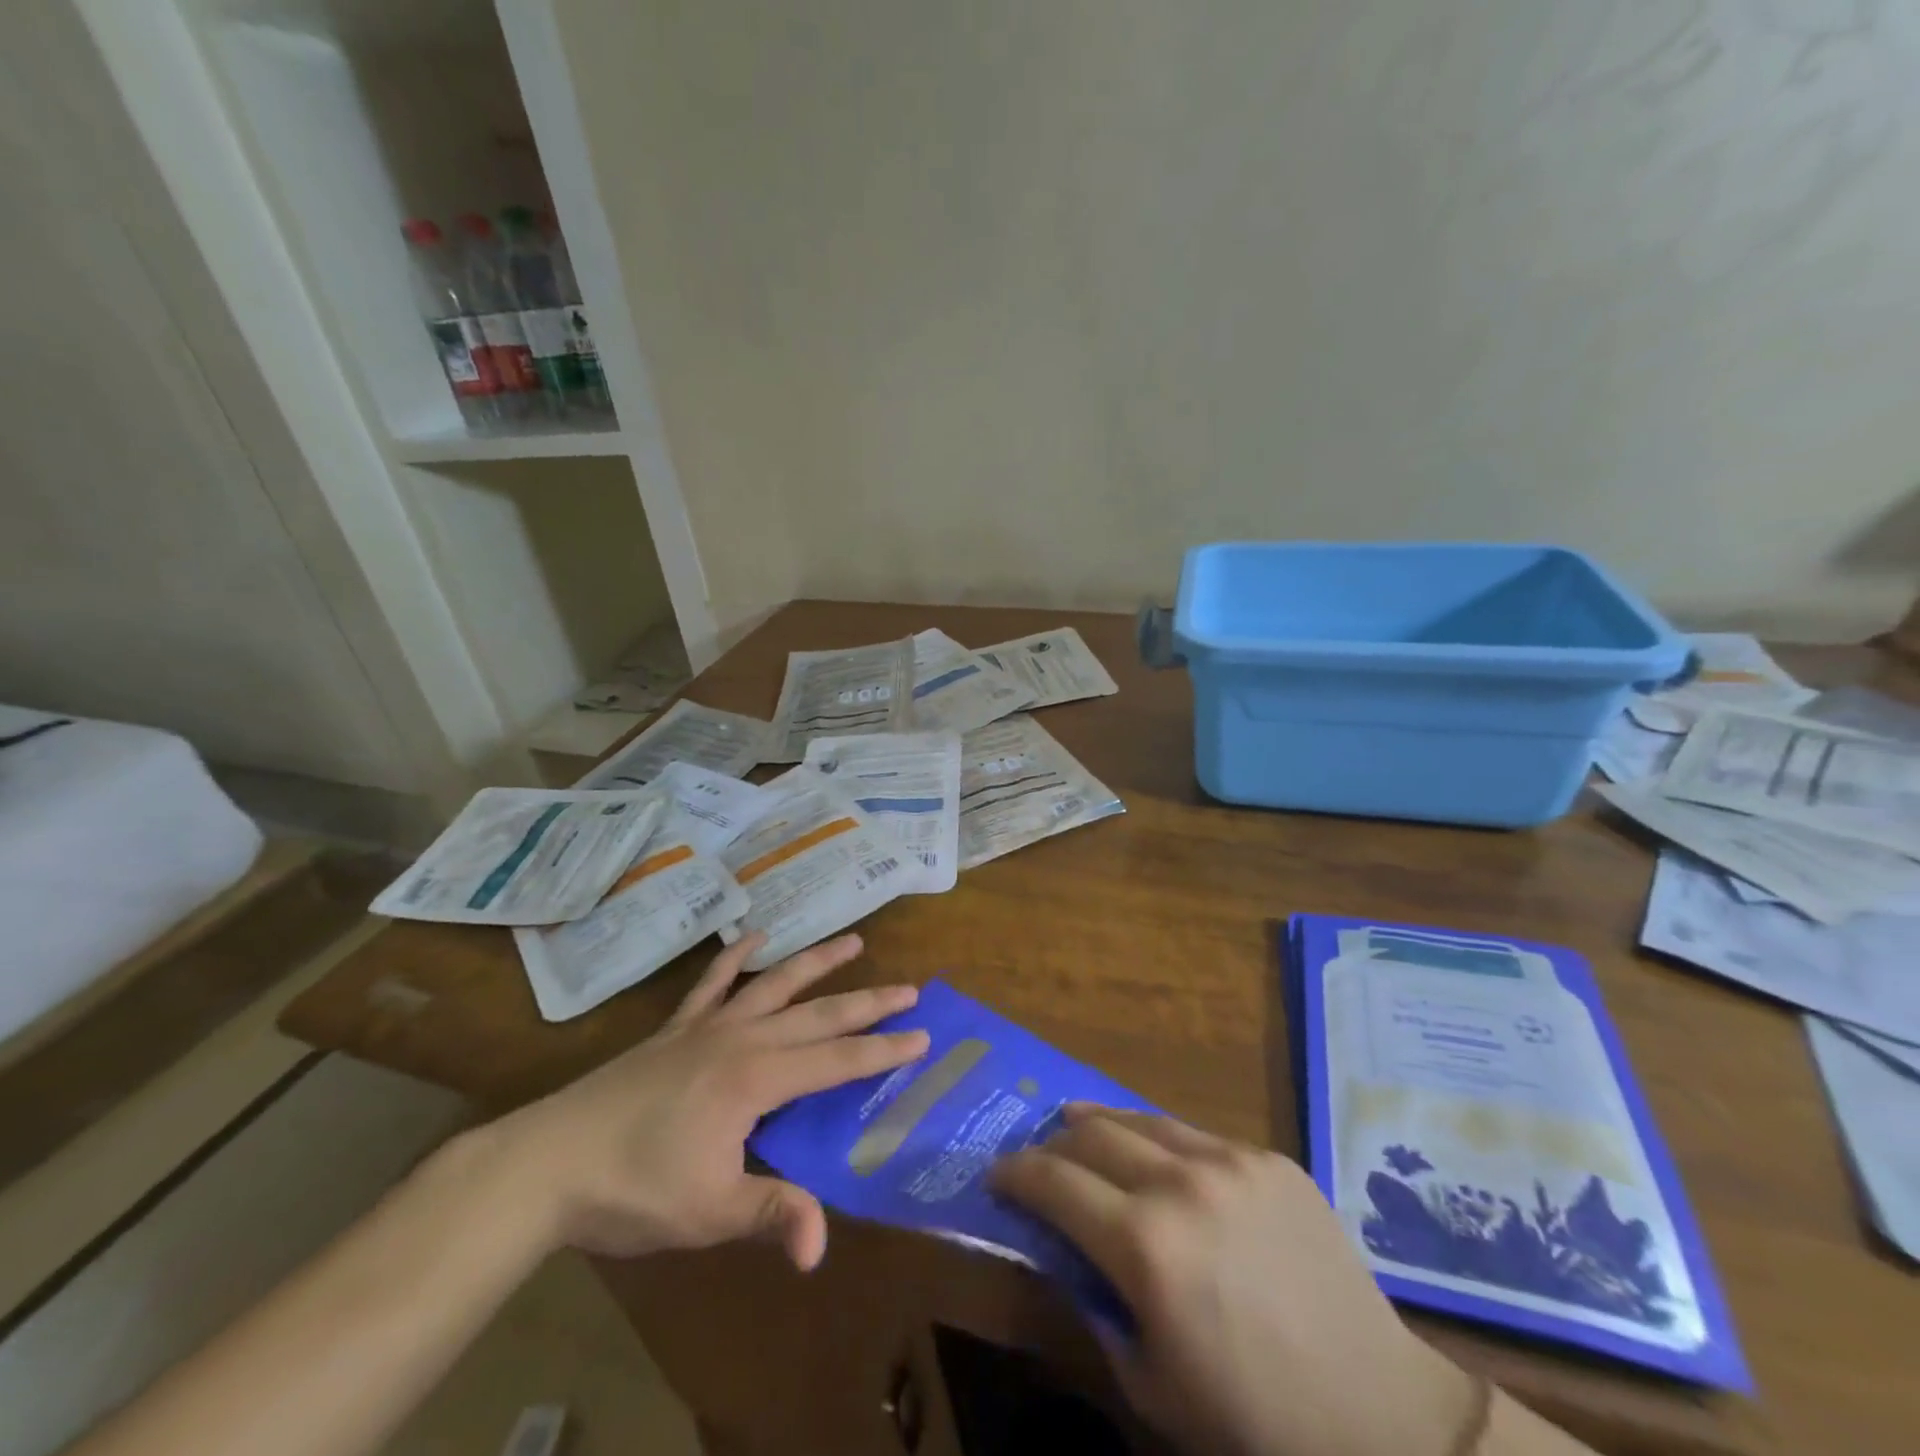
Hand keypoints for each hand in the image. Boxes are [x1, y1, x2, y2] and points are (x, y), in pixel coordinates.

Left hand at [476, 932, 927, 1270]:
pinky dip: (734, 957)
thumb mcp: (708, 1212)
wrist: (547, 1163)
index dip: (882, 1050)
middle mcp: (741, 1039)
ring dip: (816, 962)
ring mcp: (706, 1027)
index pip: (836, 1061)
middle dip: (867, 1002)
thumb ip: (771, 1215)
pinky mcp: (674, 1029)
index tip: (922, 1035)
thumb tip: (820, 1249)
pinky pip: (711, 983)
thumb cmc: (633, 1189)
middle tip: (909, 987)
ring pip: (774, 984)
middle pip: (817, 1014)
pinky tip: (752, 937)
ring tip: (853, 940)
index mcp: (756, 1079)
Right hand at [992, 1106, 1474, 1455]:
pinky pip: (1196, 1135)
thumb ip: (1096, 1306)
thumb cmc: (1252, 1422)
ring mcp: (1230, 1161)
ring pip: (1141, 1119)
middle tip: (1036, 1157)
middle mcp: (1180, 1183)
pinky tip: (1157, 1155)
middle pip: (1091, 1134)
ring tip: (1076, 1122)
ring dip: (1099, 1122)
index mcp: (1144, 1246)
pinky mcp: (1269, 1158)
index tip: (997, 1175)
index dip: (1016, 1174)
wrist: (1380, 1416)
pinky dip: (1160, 1139)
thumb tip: (1064, 1249)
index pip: (1053, 1182)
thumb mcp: (1149, 1384)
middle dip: (1052, 1143)